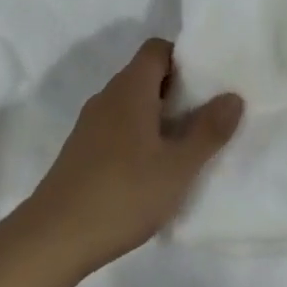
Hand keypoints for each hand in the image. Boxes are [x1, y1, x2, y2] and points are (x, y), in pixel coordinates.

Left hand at [22, 38, 242, 275]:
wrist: (52, 238)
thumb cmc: (122, 194)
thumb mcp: (178, 167)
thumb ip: (208, 130)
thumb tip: (233, 96)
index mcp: (130, 88)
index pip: (157, 49)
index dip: (184, 58)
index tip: (209, 83)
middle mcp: (108, 96)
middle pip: (146, 75)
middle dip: (177, 90)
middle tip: (206, 117)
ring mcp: (90, 124)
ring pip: (131, 103)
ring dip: (158, 116)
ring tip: (185, 146)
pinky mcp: (81, 151)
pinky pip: (117, 127)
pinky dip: (139, 136)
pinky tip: (152, 171)